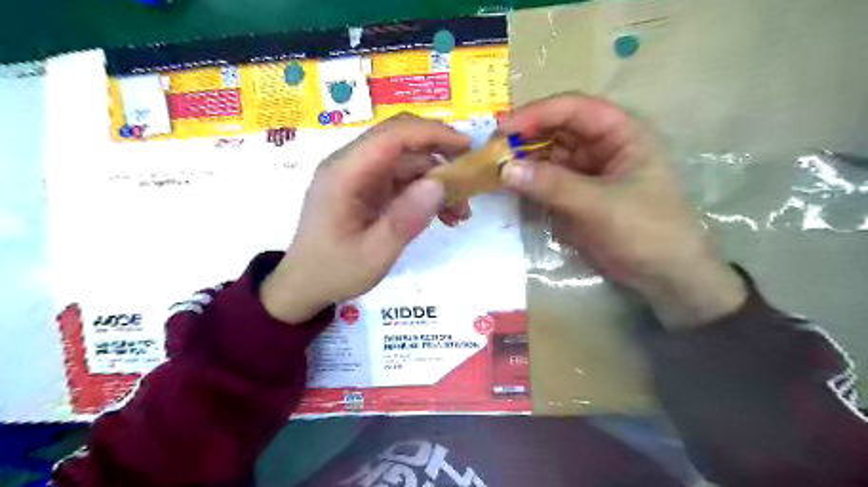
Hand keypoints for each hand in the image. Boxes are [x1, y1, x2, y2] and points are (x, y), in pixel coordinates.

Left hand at [261, 114, 472, 323]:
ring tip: (460, 213)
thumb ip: (404, 220)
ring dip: (436, 182)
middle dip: (440, 157)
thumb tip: (438, 185)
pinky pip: (402, 181)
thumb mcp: (373, 254)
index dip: (432, 134)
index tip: (467, 147)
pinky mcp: (366, 189)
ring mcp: (359, 177)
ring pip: (407, 163)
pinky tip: (443, 216)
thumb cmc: (334, 271)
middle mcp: (351, 166)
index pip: (392, 136)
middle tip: (471, 179)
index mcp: (345, 173)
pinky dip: (425, 194)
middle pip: (402, 143)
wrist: (305, 285)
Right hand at [496, 94, 746, 328]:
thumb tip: (505, 170)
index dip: (537, 114)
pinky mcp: (577, 193)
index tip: (504, 130)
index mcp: (621, 133)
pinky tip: (509, 186)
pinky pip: (548, 179)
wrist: (664, 275)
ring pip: (549, 155)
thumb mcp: (599, 206)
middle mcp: (603, 145)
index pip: (574, 109)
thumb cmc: (645, 231)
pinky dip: (529, 181)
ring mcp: (588, 170)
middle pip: (557, 129)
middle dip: (525, 138)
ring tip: (493, 169)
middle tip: (491, 152)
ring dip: (524, 160)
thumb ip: (553, 186)